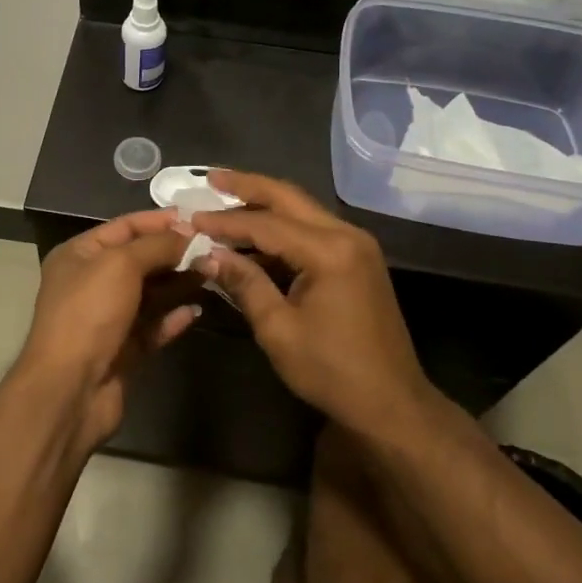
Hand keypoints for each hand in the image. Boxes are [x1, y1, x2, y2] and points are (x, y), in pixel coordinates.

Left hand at [17, 210, 203, 451]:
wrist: (70, 388)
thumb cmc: (89, 313)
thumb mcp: (121, 264)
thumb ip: (156, 245)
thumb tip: (188, 232)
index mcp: (80, 255)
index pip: (124, 227)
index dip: (159, 221)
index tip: (197, 218)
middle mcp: (91, 282)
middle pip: (140, 260)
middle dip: (174, 253)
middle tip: (213, 248)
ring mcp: (107, 318)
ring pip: (150, 293)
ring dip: (179, 283)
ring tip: (213, 273)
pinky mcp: (123, 350)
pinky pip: (153, 326)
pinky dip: (173, 317)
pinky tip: (196, 311)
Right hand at [186, 171, 435, 438]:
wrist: (392, 404)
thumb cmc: (332, 371)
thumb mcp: (278, 329)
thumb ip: (244, 283)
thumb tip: (207, 254)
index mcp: (329, 251)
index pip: (266, 224)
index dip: (224, 221)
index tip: (189, 217)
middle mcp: (347, 235)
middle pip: (289, 197)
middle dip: (247, 186)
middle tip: (210, 178)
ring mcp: (356, 245)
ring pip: (302, 209)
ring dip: (264, 204)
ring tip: (224, 200)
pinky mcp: (357, 259)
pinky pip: (312, 230)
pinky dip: (281, 227)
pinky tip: (254, 235)